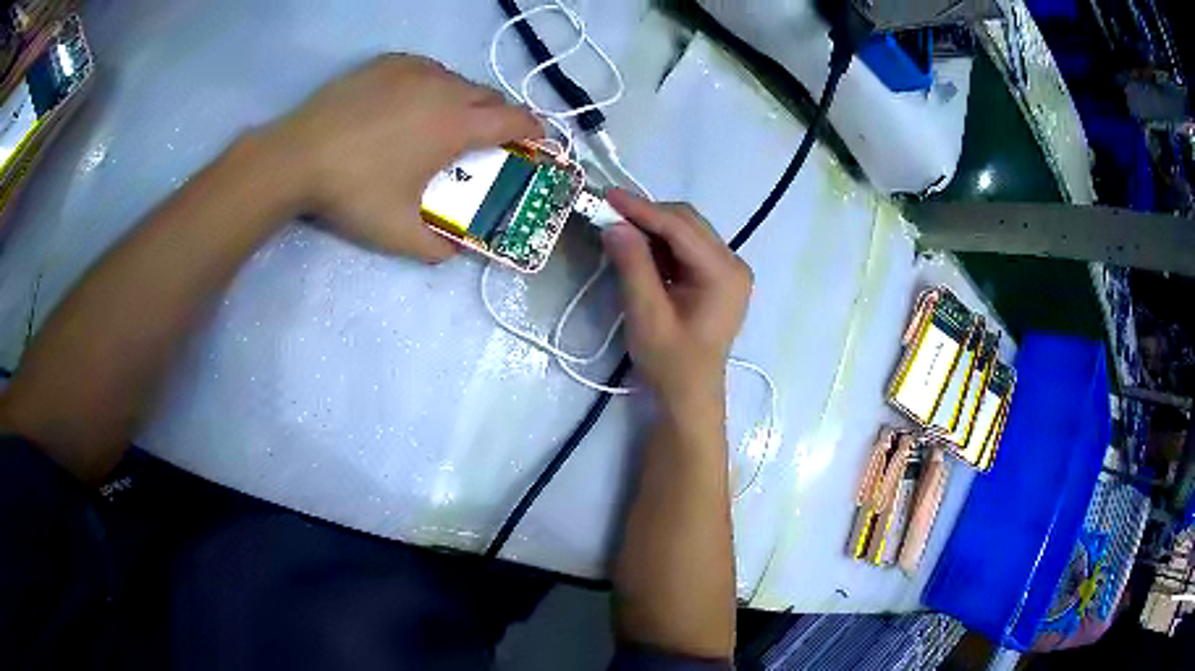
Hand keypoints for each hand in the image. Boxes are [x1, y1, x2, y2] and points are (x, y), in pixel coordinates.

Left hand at [263, 55, 541, 261]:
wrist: (296, 156)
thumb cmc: (353, 192)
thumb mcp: (397, 234)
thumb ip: (436, 248)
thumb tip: (456, 253)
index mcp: (456, 125)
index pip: (515, 120)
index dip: (533, 131)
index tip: (536, 141)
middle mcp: (444, 88)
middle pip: (490, 96)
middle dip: (499, 117)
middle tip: (486, 140)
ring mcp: (415, 70)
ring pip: (457, 80)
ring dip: (464, 101)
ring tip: (443, 123)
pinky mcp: (388, 63)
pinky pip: (427, 70)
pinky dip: (433, 85)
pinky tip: (411, 105)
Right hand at [602, 190, 752, 408]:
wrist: (689, 395)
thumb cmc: (671, 363)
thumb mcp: (647, 315)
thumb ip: (633, 266)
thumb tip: (613, 225)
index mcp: (724, 274)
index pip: (680, 228)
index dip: (642, 209)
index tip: (606, 195)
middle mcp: (733, 263)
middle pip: (688, 222)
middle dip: (647, 214)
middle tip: (607, 211)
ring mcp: (728, 269)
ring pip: (687, 230)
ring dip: (652, 226)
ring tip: (617, 226)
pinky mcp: (717, 276)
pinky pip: (687, 247)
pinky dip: (661, 242)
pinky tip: (638, 246)